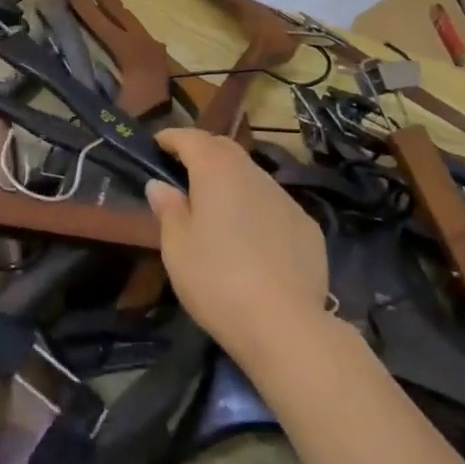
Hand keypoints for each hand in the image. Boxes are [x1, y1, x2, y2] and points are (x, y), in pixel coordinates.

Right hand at [147, 130, 328, 366]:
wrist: (286, 325)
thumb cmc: (217, 281)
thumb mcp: (177, 248)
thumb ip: (168, 210)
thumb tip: (160, 185)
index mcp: (216, 171)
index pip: (190, 138)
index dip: (171, 138)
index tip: (157, 145)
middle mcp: (253, 173)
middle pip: (224, 149)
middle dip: (203, 152)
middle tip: (184, 172)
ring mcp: (285, 198)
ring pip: (252, 177)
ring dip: (232, 182)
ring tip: (218, 210)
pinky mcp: (308, 226)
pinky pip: (275, 206)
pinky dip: (258, 211)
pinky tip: (253, 243)